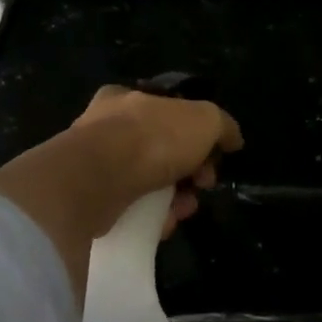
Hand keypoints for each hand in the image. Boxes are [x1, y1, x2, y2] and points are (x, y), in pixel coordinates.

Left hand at [70, 86, 243, 237]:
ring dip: (173, 198)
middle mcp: (106, 126)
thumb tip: (233, 138)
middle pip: (161, 150)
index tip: (213, 156)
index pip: (168, 112)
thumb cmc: (152, 139)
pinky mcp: (88, 198)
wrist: (97, 181)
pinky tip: (162, 223)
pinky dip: (149, 216)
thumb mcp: (204, 120)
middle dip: (189, 171)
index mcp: (127, 97)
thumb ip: (222, 126)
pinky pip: (129, 207)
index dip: (197, 134)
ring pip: (147, 181)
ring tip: (183, 210)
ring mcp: (94, 164)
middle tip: (202, 185)